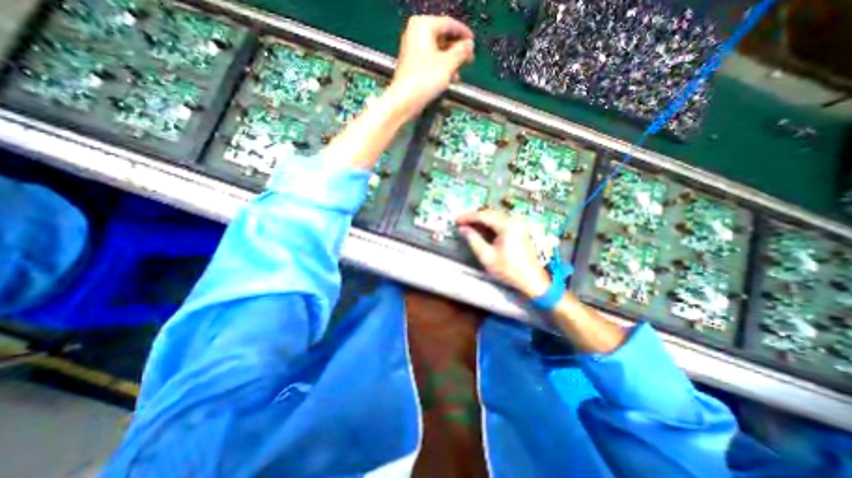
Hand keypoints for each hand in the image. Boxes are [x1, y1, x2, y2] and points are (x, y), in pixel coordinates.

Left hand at [388, 14, 476, 118]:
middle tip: (468, 58)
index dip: (463, 33)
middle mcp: (415, 34)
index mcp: (422, 26)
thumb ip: (461, 52)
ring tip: (459, 72)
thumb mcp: (449, 64)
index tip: (472, 42)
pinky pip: (430, 62)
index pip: (448, 23)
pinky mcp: (412, 66)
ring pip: (437, 52)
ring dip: (450, 62)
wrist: (405, 101)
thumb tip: (469, 46)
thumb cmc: (423, 80)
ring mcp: (412, 51)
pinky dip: (440, 69)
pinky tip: (448, 79)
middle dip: (456, 50)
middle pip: (442, 38)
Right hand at [455, 210, 549, 298]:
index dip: (468, 217)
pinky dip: (489, 223)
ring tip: (468, 224)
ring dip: (481, 219)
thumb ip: (473, 240)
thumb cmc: (508, 269)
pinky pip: (501, 221)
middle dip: (474, 217)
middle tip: (461, 221)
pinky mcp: (519, 230)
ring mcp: (518, 224)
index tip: (457, 220)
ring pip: (495, 216)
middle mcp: (514, 221)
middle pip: (490, 213)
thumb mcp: (487, 256)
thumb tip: (463, 229)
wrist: (531, 279)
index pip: (483, 216)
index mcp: (507, 225)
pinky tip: (481, 228)